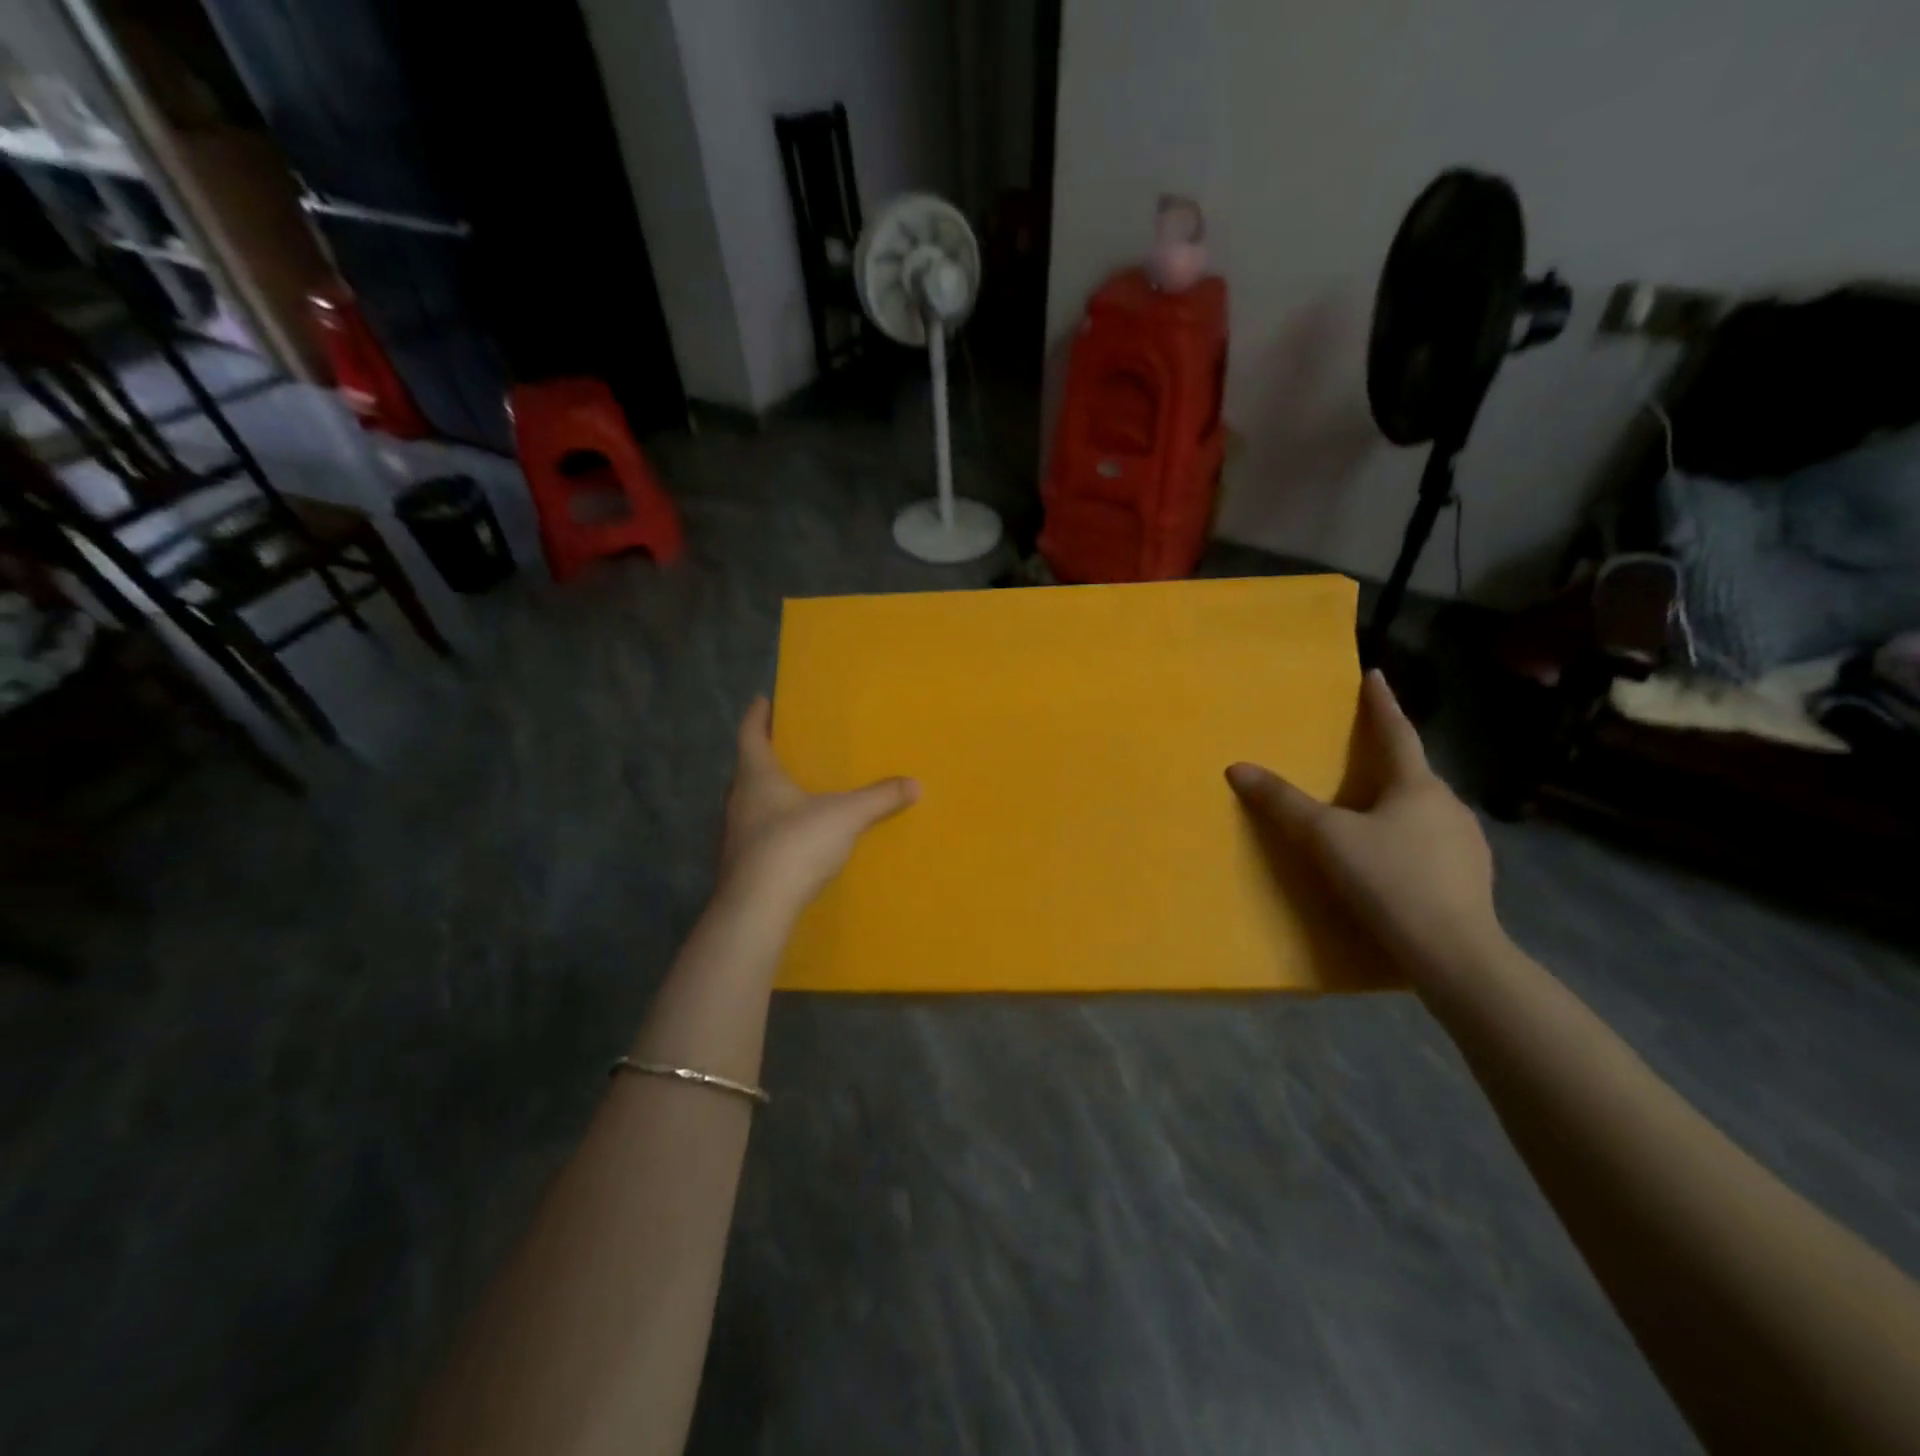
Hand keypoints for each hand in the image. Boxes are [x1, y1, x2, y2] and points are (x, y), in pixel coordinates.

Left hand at [716, 698, 918, 919]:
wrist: (758, 908)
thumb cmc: (795, 845)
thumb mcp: (845, 816)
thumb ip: (879, 798)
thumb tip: (914, 784)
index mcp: (757, 776)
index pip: (750, 734)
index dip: (757, 715)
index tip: (763, 700)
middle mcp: (739, 800)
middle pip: (748, 768)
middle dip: (766, 756)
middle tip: (788, 747)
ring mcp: (736, 834)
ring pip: (751, 803)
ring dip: (768, 793)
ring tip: (795, 790)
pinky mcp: (741, 863)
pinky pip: (758, 833)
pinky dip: (773, 826)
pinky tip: (794, 836)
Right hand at [1226, 670, 1502, 981]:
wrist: (1453, 953)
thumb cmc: (1388, 880)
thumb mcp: (1325, 839)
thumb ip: (1282, 803)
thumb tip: (1237, 768)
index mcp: (1417, 786)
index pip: (1397, 733)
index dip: (1382, 704)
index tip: (1375, 676)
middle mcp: (1448, 806)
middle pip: (1412, 773)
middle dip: (1388, 761)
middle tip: (1362, 757)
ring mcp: (1468, 843)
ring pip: (1425, 811)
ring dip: (1400, 805)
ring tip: (1373, 815)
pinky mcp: (1473, 878)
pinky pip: (1434, 843)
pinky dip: (1412, 840)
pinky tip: (1397, 863)